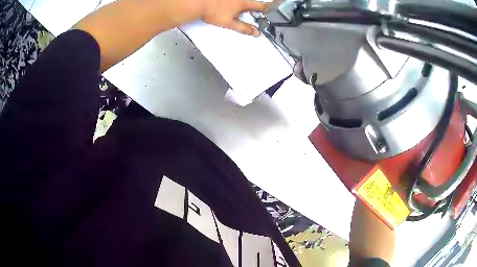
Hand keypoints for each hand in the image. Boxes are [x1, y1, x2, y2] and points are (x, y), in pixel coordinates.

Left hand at [200, 0, 268, 35]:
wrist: (198, 3)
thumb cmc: (213, 13)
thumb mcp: (229, 23)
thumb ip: (243, 28)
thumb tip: (256, 33)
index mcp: (242, 3)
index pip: (259, 5)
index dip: (266, 8)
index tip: (270, 9)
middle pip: (251, 1)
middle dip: (255, 5)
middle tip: (257, 10)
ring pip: (242, 0)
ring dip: (245, 3)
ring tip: (243, 10)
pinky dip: (235, 2)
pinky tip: (231, 4)